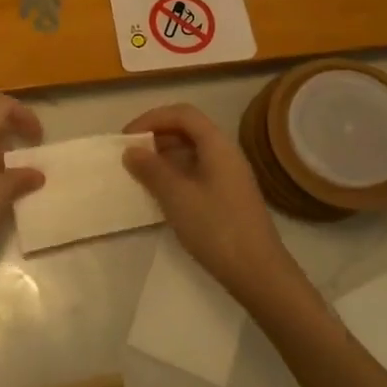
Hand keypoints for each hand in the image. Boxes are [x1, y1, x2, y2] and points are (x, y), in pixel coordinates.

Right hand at [122, 104, 299, 303]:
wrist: (259, 273)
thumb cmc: (216, 227)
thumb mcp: (176, 196)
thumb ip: (151, 169)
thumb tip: (131, 150)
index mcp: (217, 144)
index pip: (182, 114)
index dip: (152, 118)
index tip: (127, 137)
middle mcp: (226, 153)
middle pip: (188, 130)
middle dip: (157, 136)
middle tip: (131, 154)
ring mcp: (229, 176)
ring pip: (192, 152)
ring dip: (164, 156)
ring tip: (140, 173)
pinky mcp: (228, 197)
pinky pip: (197, 172)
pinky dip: (175, 174)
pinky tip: (161, 194)